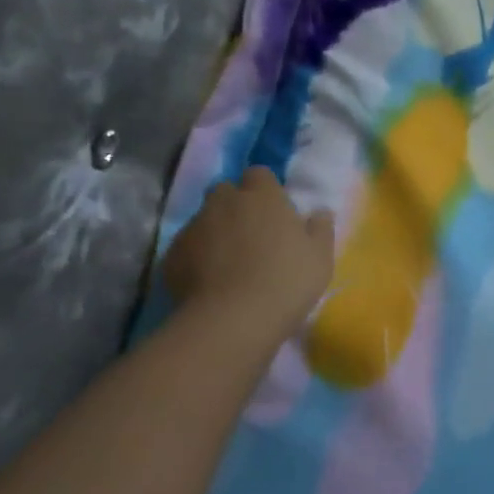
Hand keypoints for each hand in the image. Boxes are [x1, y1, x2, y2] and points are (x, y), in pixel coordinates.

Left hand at [163, 168, 334, 337]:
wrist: (234, 319)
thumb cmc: (287, 281)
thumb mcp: (321, 257)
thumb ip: (321, 229)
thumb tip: (320, 212)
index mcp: (262, 196)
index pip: (259, 174)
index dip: (265, 189)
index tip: (274, 210)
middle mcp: (224, 202)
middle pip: (226, 191)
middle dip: (235, 205)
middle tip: (251, 234)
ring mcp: (194, 227)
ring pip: (204, 219)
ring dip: (215, 231)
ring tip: (228, 261)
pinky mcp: (172, 254)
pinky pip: (186, 247)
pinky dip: (196, 257)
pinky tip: (208, 280)